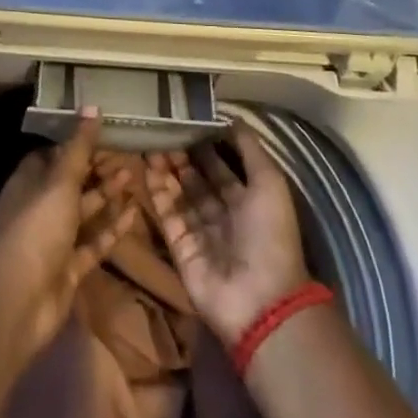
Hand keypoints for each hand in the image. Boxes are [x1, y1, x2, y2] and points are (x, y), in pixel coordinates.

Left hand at [0, 112, 136, 359]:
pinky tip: (134, 212)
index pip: (53, 155)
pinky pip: (94, 242)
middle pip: (72, 182)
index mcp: (29, 182)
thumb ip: (79, 147)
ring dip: (107, 195)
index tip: (103, 133)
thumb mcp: (60, 181)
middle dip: (97, 169)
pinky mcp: (69, 267)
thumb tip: (92, 106)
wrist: (21, 301)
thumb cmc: (37, 227)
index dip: (76, 144)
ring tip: (134, 176)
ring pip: (85, 211)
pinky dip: (112, 228)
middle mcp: (40, 207)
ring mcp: (54, 239)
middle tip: (127, 154)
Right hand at [146, 124, 308, 347]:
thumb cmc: (270, 235)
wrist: (260, 299)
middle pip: (198, 181)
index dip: (207, 147)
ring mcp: (201, 234)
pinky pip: (168, 216)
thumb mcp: (269, 183)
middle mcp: (224, 216)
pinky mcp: (181, 249)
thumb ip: (250, 150)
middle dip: (183, 158)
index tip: (187, 122)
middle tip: (162, 131)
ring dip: (167, 171)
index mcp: (248, 202)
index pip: (223, 169)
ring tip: (150, 144)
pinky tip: (148, 169)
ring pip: (180, 196)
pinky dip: (158, 194)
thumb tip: (232, 118)